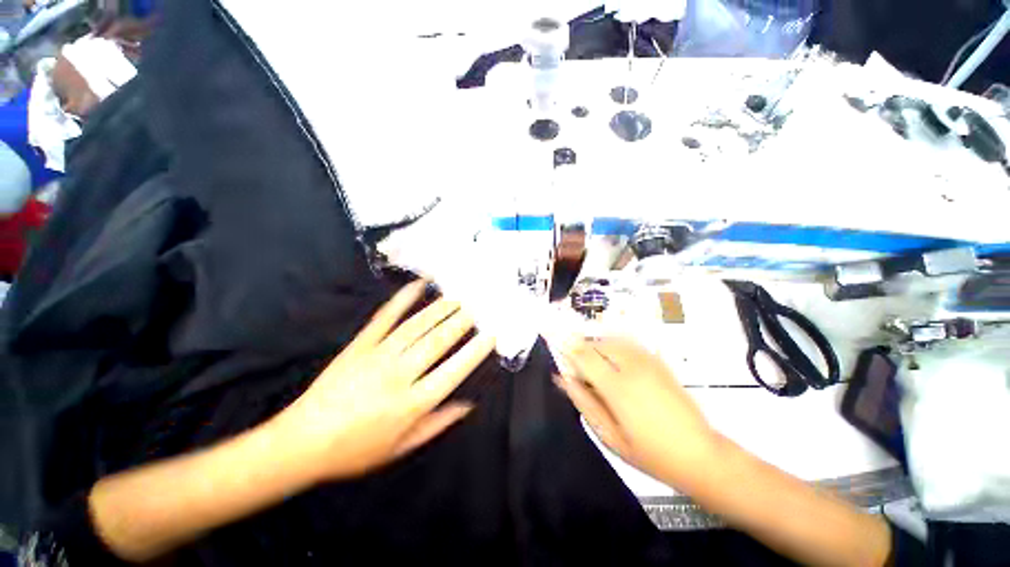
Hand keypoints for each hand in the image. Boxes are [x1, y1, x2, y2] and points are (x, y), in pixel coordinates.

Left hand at [270, 280, 494, 481]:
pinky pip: (384, 318)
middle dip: (461, 322)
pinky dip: (402, 299)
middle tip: (478, 307)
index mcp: (411, 404)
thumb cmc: (356, 451)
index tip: (491, 335)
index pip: (452, 372)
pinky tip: (417, 285)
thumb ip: (437, 424)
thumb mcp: (401, 448)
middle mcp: (399, 375)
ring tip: (458, 298)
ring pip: (417, 326)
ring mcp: (377, 356)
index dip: (474, 352)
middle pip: (437, 342)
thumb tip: (468, 404)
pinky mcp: (360, 345)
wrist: (301, 443)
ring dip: (440, 309)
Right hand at [554, 336, 717, 487]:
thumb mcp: (608, 434)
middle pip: (596, 344)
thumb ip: (583, 400)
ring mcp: (648, 361)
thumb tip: (561, 377)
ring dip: (597, 349)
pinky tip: (616, 368)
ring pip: (611, 340)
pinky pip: (627, 344)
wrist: (700, 455)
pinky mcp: (658, 361)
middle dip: (581, 351)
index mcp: (617, 387)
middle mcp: (632, 366)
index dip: (565, 345)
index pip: (583, 354)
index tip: (552, 340)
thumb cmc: (649, 453)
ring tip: (598, 373)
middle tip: (580, 374)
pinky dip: (613, 348)